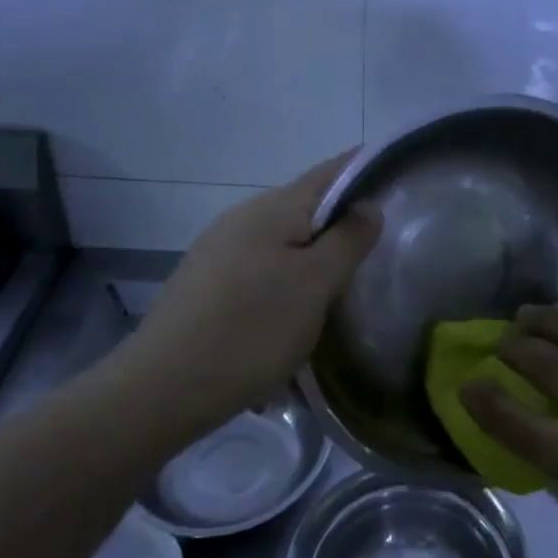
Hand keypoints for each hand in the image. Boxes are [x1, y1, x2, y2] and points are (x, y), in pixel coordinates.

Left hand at [108, 152, 380, 433]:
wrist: (162, 388)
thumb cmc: (252, 329)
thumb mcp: (315, 284)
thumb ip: (348, 240)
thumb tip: (368, 205)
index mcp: (274, 209)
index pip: (330, 172)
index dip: (364, 169)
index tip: (396, 179)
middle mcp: (243, 217)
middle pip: (306, 209)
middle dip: (341, 225)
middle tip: (377, 251)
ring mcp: (218, 249)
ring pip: (282, 244)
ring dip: (312, 260)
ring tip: (337, 293)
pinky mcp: (205, 282)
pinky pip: (259, 270)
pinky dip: (284, 284)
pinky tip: (290, 318)